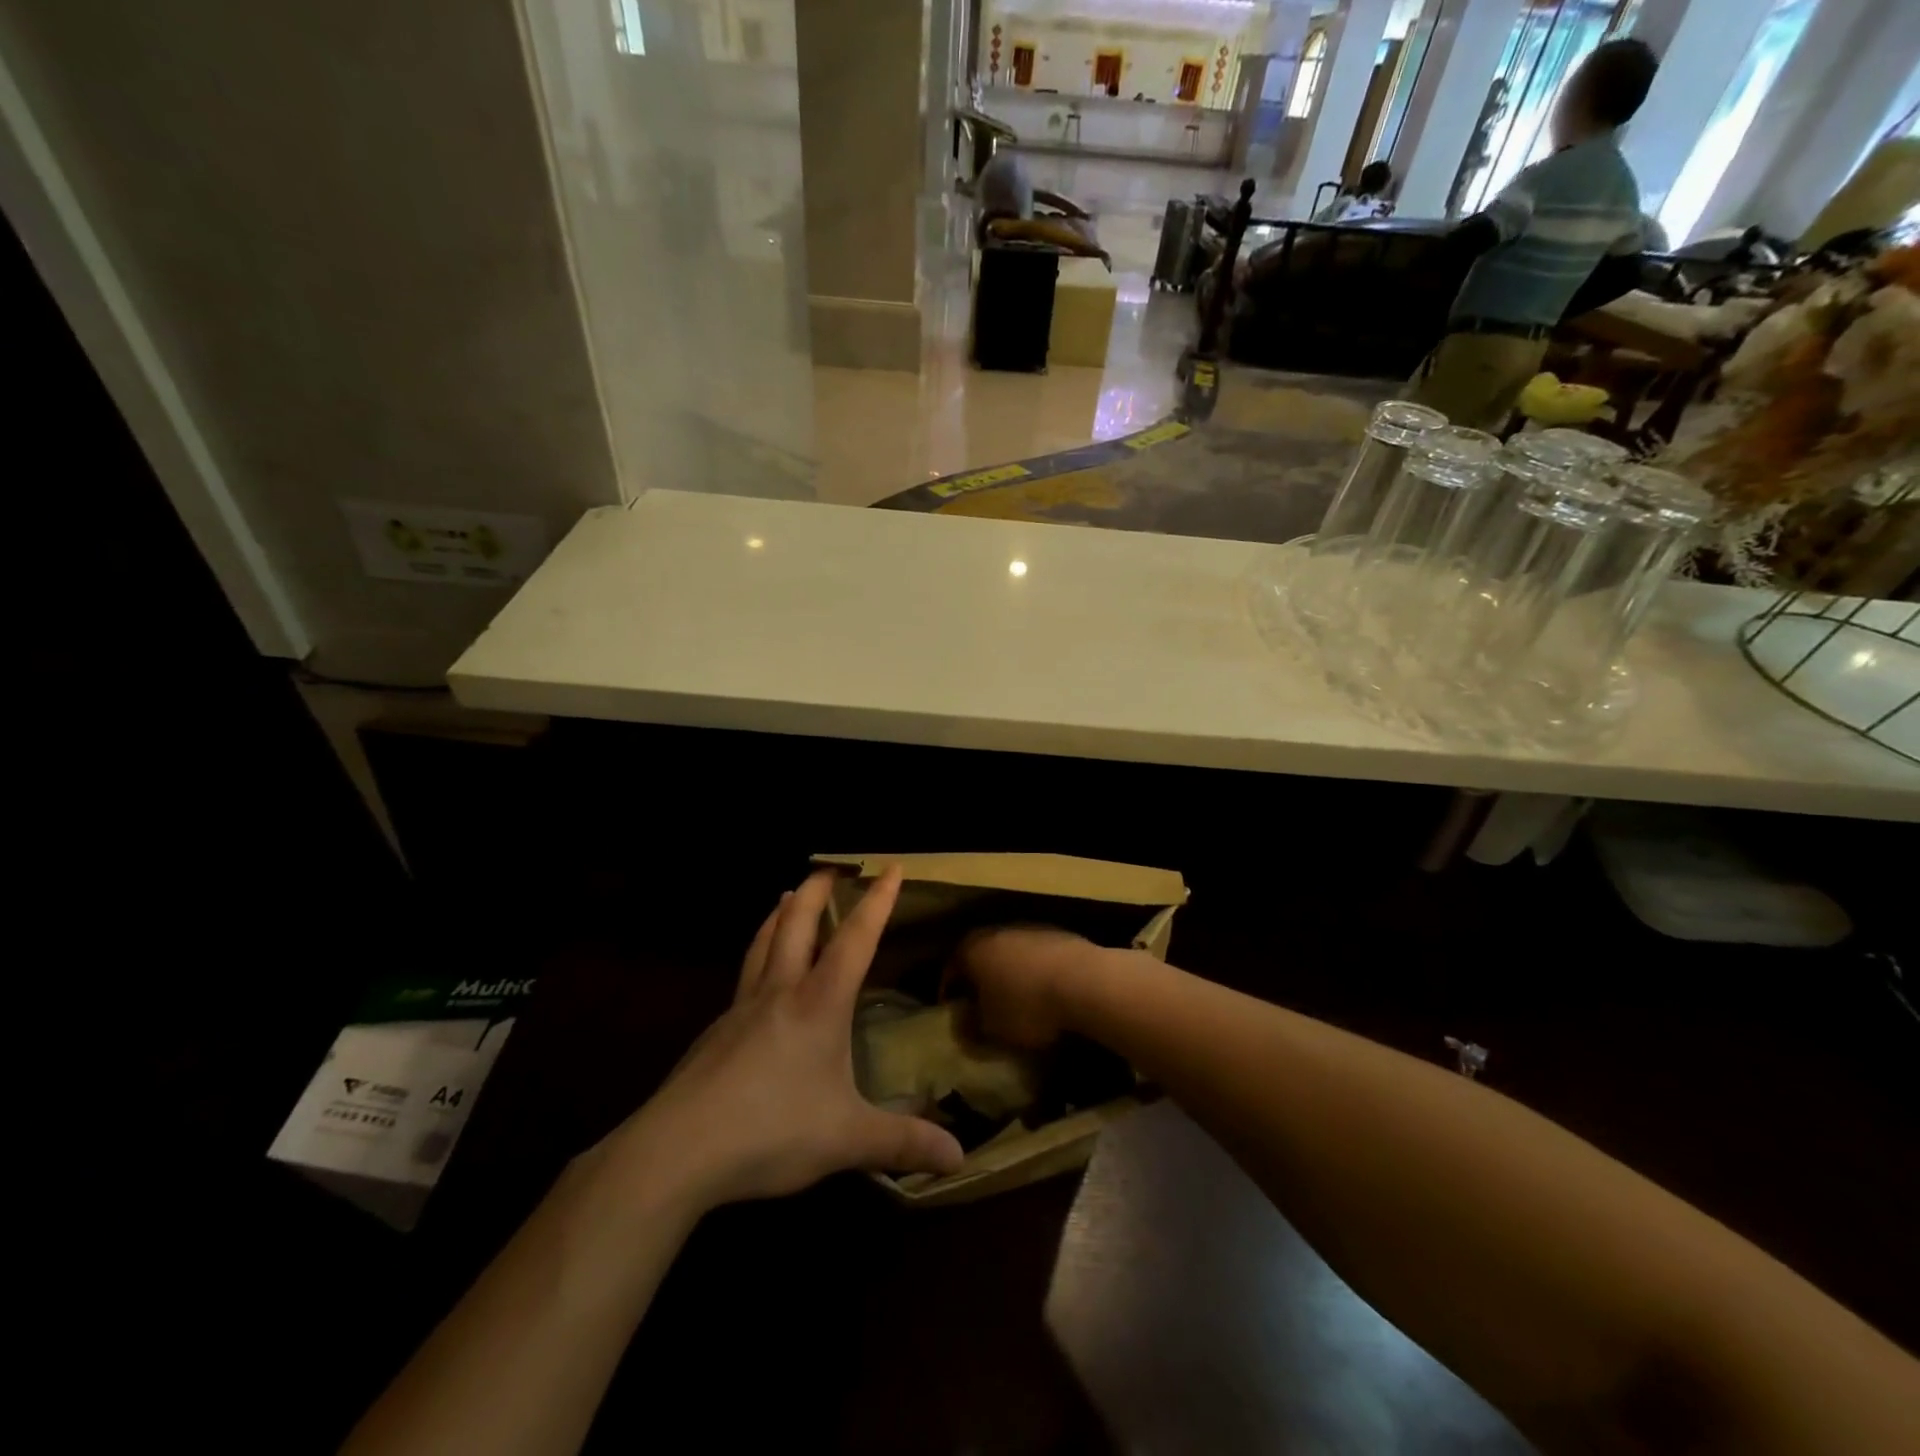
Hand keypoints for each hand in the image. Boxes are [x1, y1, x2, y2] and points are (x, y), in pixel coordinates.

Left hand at [606, 867, 963, 1210]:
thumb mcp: (846, 1140)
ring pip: (762, 942)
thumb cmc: (771, 1131)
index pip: (855, 939)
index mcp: (818, 1003)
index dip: (877, 901)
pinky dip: (757, 953)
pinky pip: (744, 976)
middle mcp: (780, 991)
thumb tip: (959, 1157)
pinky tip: (757, 975)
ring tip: (787, 895)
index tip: (889, 866)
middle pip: (796, 923)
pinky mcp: (714, 1032)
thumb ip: (902, 1142)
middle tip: (829, 867)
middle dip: (816, 890)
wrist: (678, 1150)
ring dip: (779, 913)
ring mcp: (741, 1008)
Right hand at [947, 926, 1102, 1051]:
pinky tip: (1044, 991)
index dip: (949, 991)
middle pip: (981, 954)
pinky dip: (1035, 970)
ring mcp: (1030, 928)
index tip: (952, 1010)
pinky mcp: (1059, 933)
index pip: (951, 968)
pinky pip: (1037, 955)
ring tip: (1016, 999)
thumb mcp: (992, 1028)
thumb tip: (963, 1024)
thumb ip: (970, 1027)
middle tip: (981, 1003)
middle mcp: (997, 930)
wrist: (1084, 981)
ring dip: (1010, 972)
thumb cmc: (1027, 1006)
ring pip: (1010, 952)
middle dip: (980, 978)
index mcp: (972, 948)